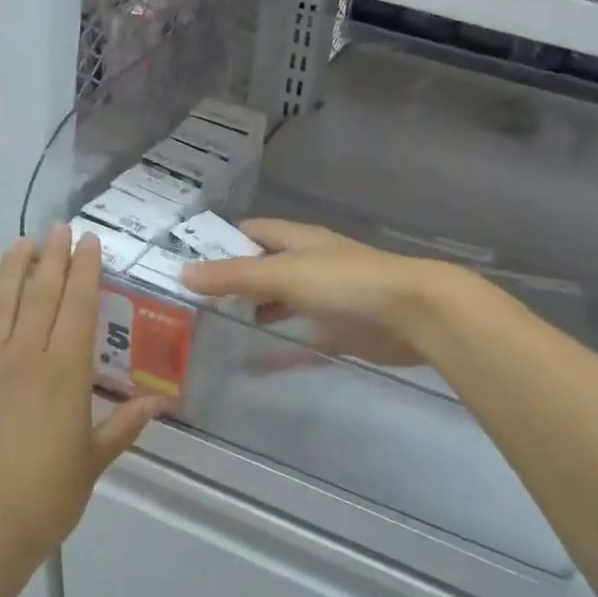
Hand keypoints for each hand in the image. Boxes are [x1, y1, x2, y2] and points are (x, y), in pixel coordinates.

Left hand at [0, 226, 164, 555]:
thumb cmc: (46, 496)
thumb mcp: (93, 461)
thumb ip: (123, 426)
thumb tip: (160, 403)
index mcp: (64, 371)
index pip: (77, 307)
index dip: (84, 271)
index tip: (88, 242)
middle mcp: (22, 358)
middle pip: (39, 296)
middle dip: (51, 258)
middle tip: (58, 227)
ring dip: (10, 274)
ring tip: (19, 245)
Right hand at [178, 219, 464, 368]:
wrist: (414, 313)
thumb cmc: (347, 283)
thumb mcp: (284, 274)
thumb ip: (234, 276)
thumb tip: (183, 273)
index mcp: (300, 242)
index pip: (254, 231)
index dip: (222, 240)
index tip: (186, 258)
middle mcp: (312, 266)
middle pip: (266, 269)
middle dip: (235, 282)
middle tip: (194, 303)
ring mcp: (327, 300)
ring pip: (283, 304)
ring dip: (256, 314)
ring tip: (216, 330)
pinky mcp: (340, 332)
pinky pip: (301, 342)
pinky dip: (278, 351)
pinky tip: (251, 365)